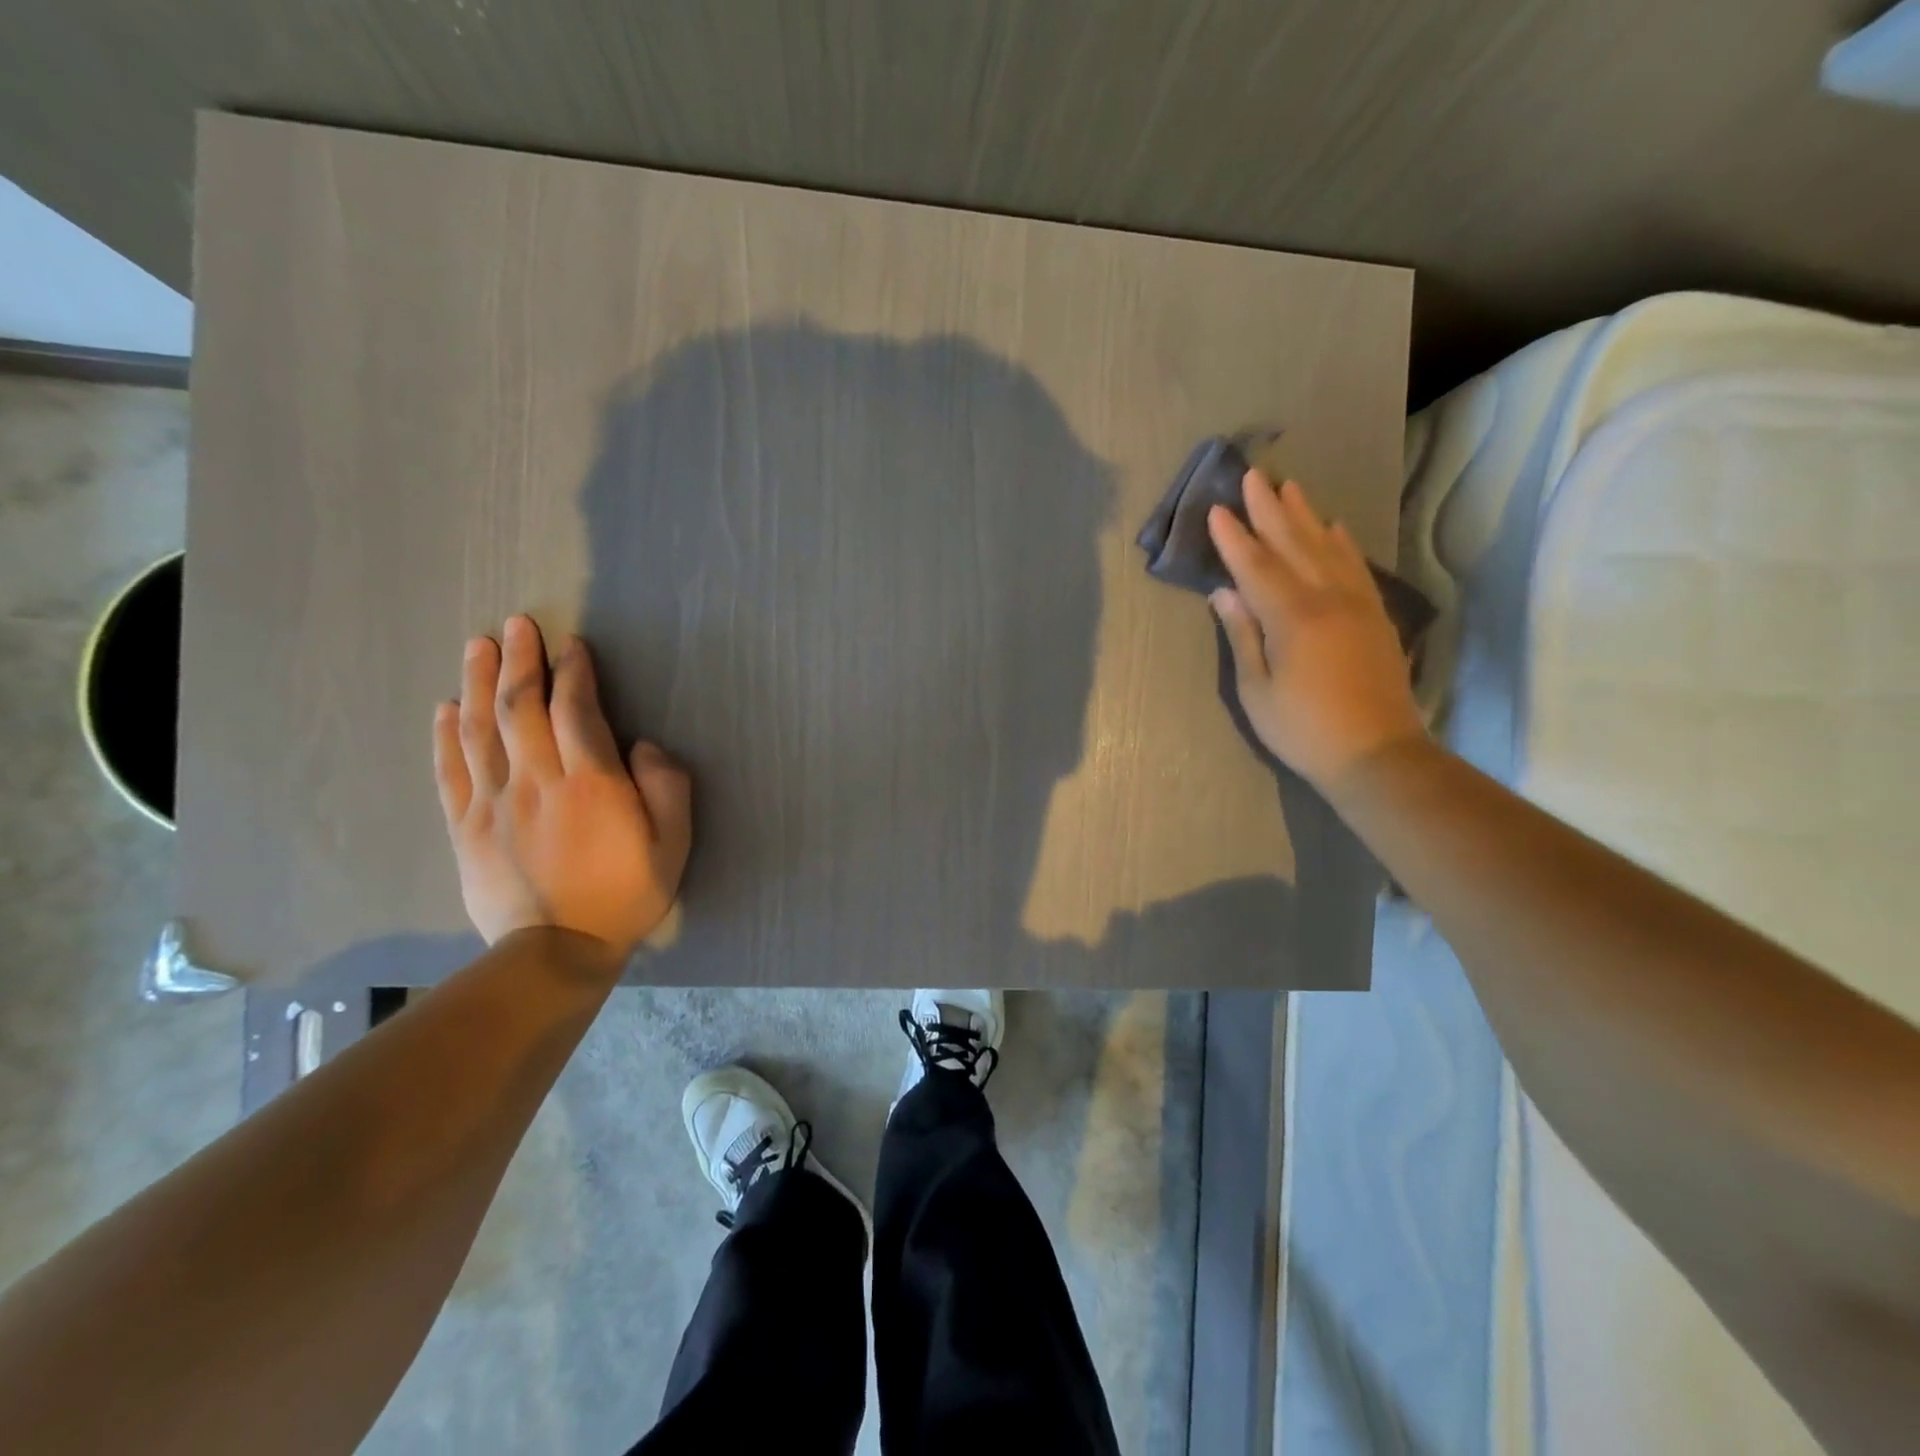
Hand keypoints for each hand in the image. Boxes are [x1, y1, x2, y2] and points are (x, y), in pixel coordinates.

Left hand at [433, 616, 692, 958]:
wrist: (557, 951)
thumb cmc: (626, 893)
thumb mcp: (673, 842)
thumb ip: (665, 785)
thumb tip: (640, 746)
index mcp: (591, 782)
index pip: (576, 711)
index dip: (574, 673)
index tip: (572, 645)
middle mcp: (537, 780)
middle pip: (520, 708)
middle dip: (520, 661)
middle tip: (517, 624)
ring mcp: (494, 802)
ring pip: (479, 729)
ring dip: (477, 682)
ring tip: (478, 645)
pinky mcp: (465, 826)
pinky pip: (450, 770)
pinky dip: (446, 735)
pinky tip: (445, 708)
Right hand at [1207, 471, 1425, 793]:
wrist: (1377, 753)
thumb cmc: (1303, 729)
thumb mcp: (1257, 690)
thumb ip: (1243, 635)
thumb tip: (1224, 593)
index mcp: (1292, 618)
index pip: (1256, 567)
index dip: (1234, 538)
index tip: (1216, 509)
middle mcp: (1327, 599)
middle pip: (1294, 544)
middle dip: (1270, 509)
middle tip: (1254, 475)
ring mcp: (1357, 604)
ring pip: (1327, 548)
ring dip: (1306, 515)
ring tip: (1291, 486)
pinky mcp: (1375, 616)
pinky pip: (1356, 567)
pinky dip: (1342, 543)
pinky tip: (1334, 528)